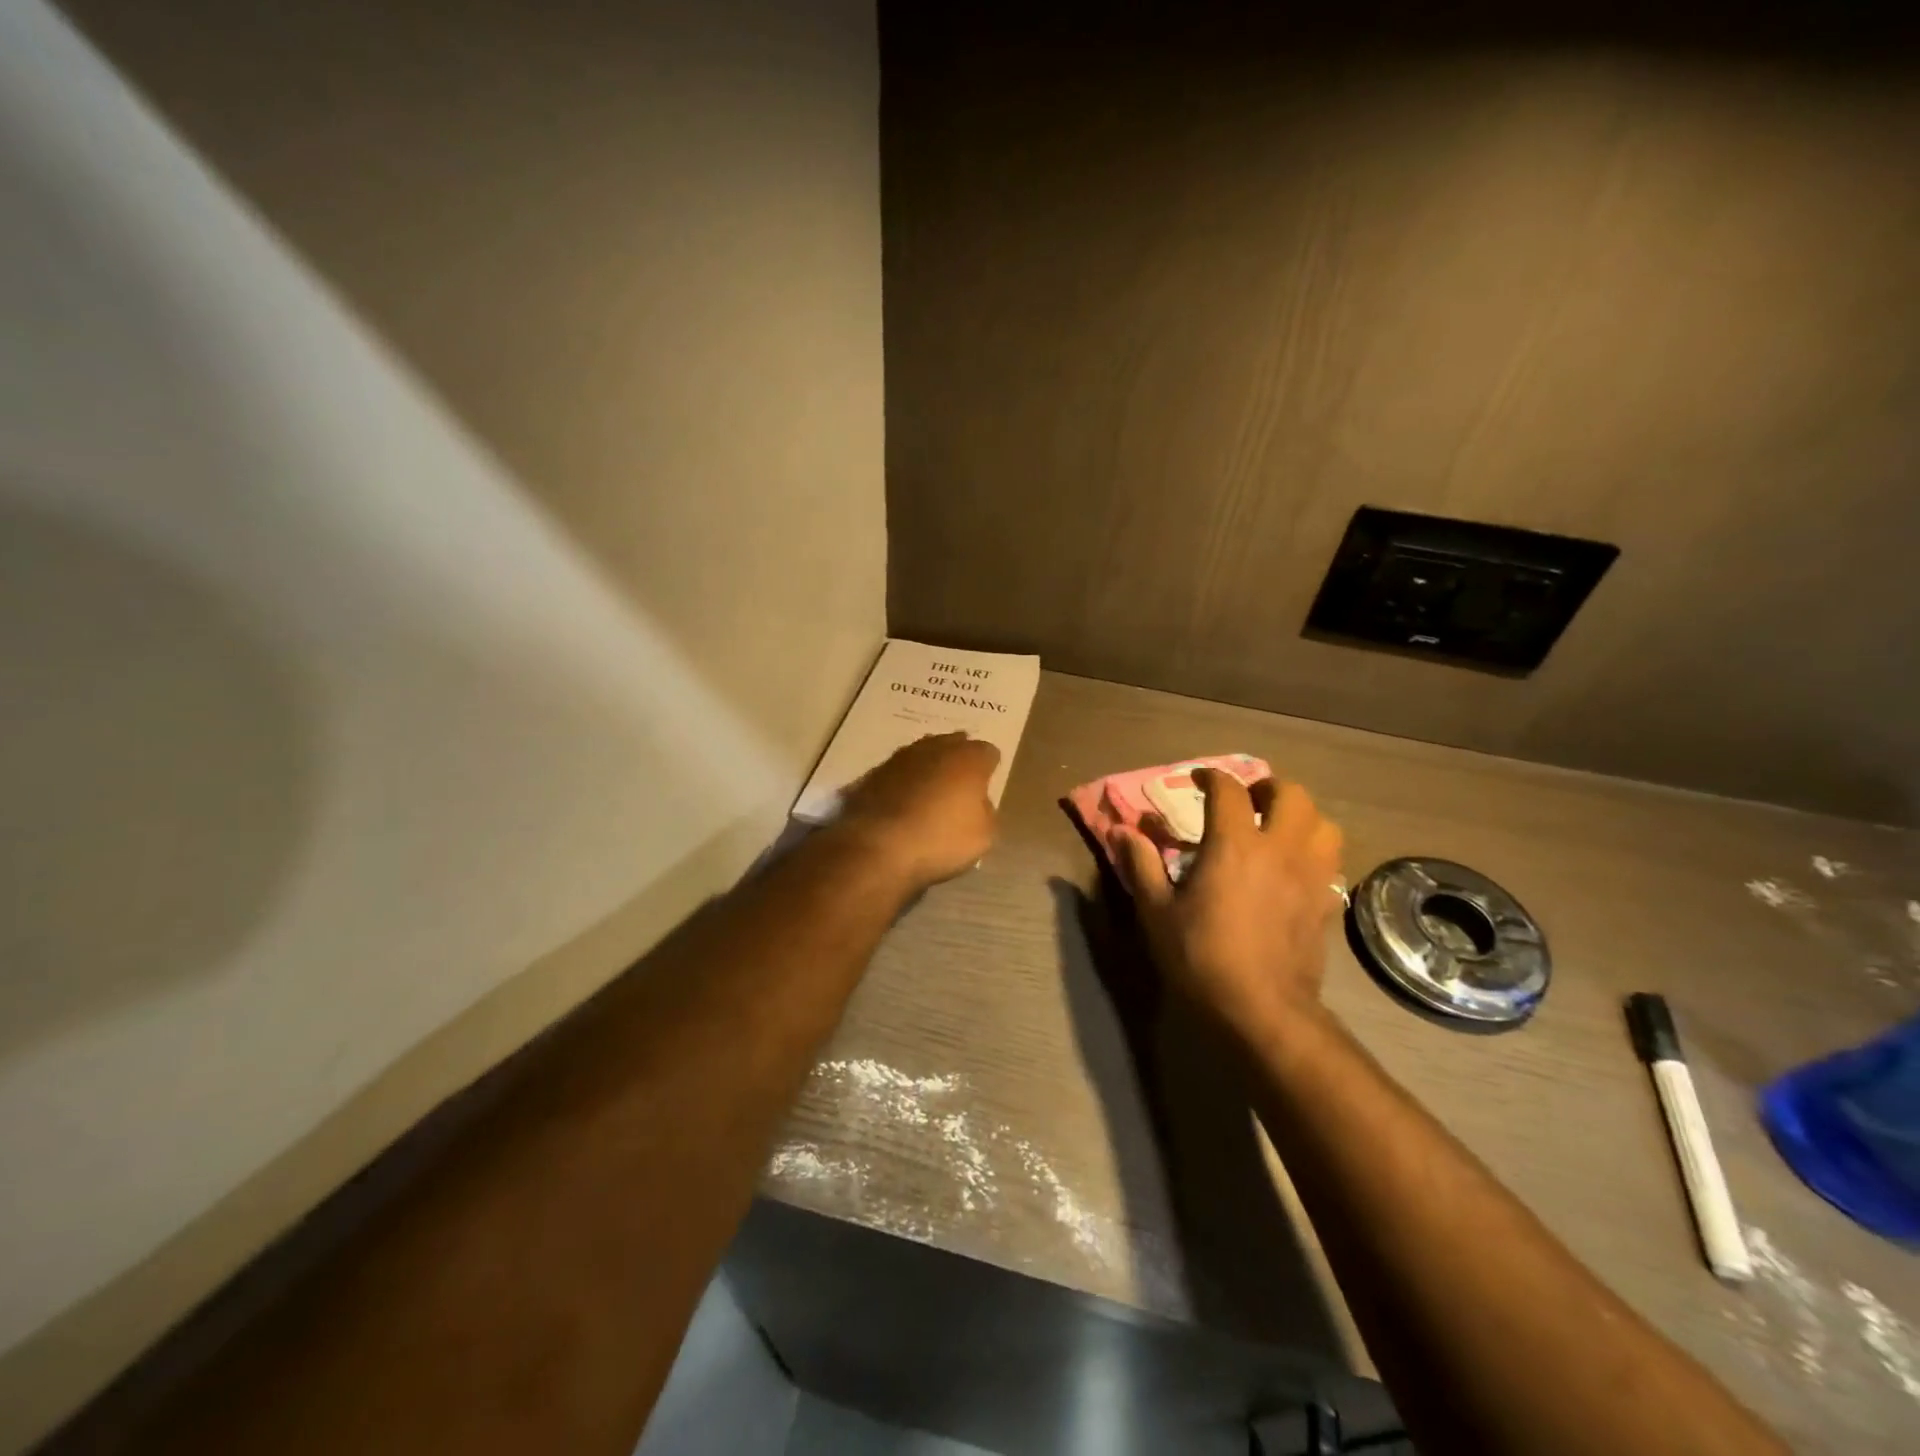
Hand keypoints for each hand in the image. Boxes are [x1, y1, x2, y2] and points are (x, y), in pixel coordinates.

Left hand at [836, 733, 1001, 889]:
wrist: (878, 845)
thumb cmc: (940, 839)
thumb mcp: (983, 836)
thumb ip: (986, 812)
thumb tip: (978, 803)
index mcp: (969, 759)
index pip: (988, 752)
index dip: (990, 768)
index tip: (987, 785)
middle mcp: (936, 748)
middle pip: (954, 743)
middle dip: (959, 759)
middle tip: (960, 783)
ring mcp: (902, 757)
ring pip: (923, 752)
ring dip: (929, 765)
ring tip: (931, 788)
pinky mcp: (875, 772)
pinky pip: (898, 770)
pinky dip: (904, 780)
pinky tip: (903, 799)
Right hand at [1111, 769, 1342, 1043]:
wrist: (1261, 1009)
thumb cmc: (1201, 956)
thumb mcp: (1157, 911)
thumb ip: (1140, 864)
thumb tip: (1120, 831)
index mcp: (1234, 844)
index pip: (1229, 789)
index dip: (1212, 776)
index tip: (1198, 779)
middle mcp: (1278, 849)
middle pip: (1291, 794)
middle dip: (1268, 787)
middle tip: (1248, 799)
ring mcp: (1310, 875)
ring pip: (1323, 823)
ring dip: (1301, 816)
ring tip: (1279, 827)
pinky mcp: (1326, 902)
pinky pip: (1331, 860)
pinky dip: (1315, 851)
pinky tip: (1296, 867)